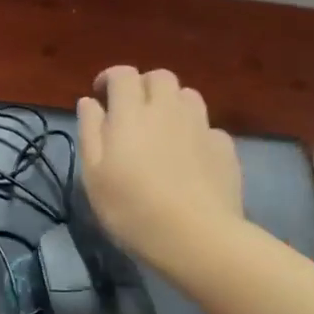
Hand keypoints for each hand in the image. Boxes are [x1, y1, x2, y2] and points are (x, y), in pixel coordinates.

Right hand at [76, 66, 243, 276]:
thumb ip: (89, 131)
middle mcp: (168, 110)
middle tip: (132, 110)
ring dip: (172, 103)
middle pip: (160, 77)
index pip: (123, 74)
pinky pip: (208, 127)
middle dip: (143, 85)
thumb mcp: (93, 174)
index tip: (100, 95)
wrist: (196, 238)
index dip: (110, 78)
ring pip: (188, 96)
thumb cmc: (132, 207)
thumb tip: (89, 102)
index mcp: (131, 113)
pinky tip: (189, 156)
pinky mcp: (224, 148)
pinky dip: (195, 132)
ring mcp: (200, 127)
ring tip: (162, 128)